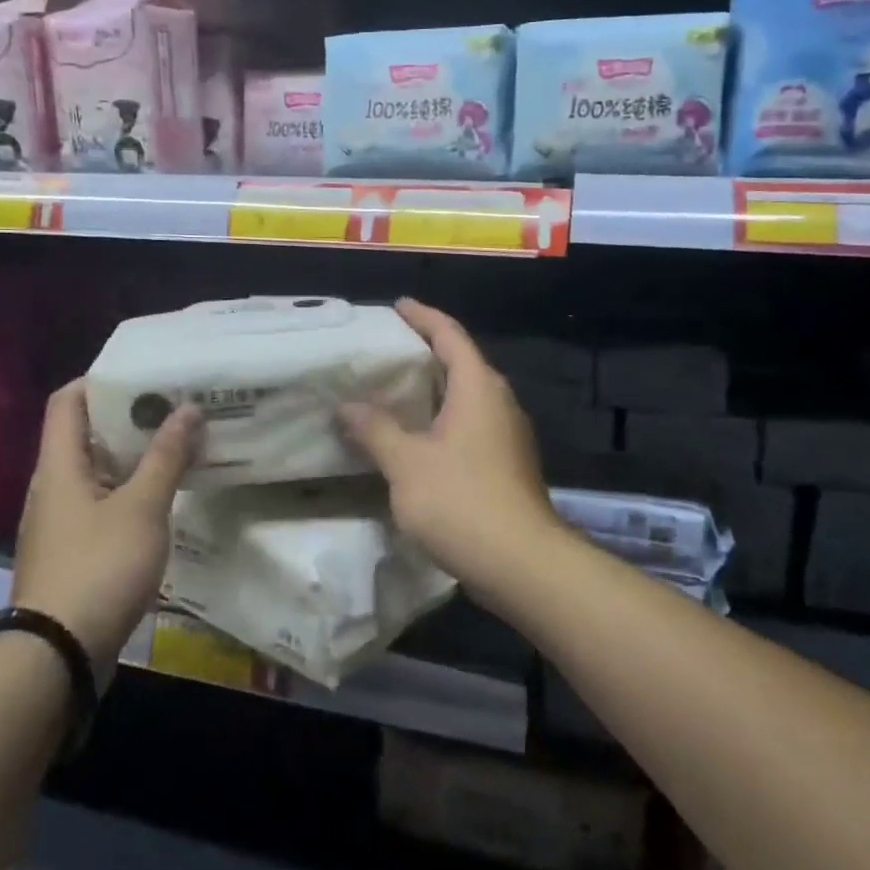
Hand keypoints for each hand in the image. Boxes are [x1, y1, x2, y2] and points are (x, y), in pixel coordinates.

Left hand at [14, 380, 199, 669]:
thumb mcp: (142, 508)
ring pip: (98, 472)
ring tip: (179, 445)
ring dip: (135, 457)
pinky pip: (102, 504)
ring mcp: (61, 522)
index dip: (100, 380)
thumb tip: (188, 408)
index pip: (68, 401)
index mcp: (59, 466)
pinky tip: (165, 498)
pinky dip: (131, 491)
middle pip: (86, 435)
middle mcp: (53, 487)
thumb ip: (166, 457)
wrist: (58, 655)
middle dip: (130, 418)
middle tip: (176, 407)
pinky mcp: (73, 551)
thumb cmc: (99, 567)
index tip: (144, 374)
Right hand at [340, 299, 560, 592]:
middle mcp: (498, 402)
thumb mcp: (406, 463)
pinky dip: (441, 420)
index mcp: (478, 387)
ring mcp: (507, 435)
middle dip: (425, 352)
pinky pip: (469, 425)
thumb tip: (347, 406)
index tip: (397, 306)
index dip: (423, 317)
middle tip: (386, 351)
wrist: (522, 563)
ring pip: (466, 397)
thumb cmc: (461, 500)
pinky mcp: (507, 464)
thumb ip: (375, 429)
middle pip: (460, 363)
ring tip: (393, 392)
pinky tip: (416, 439)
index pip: (449, 335)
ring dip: (433, 390)